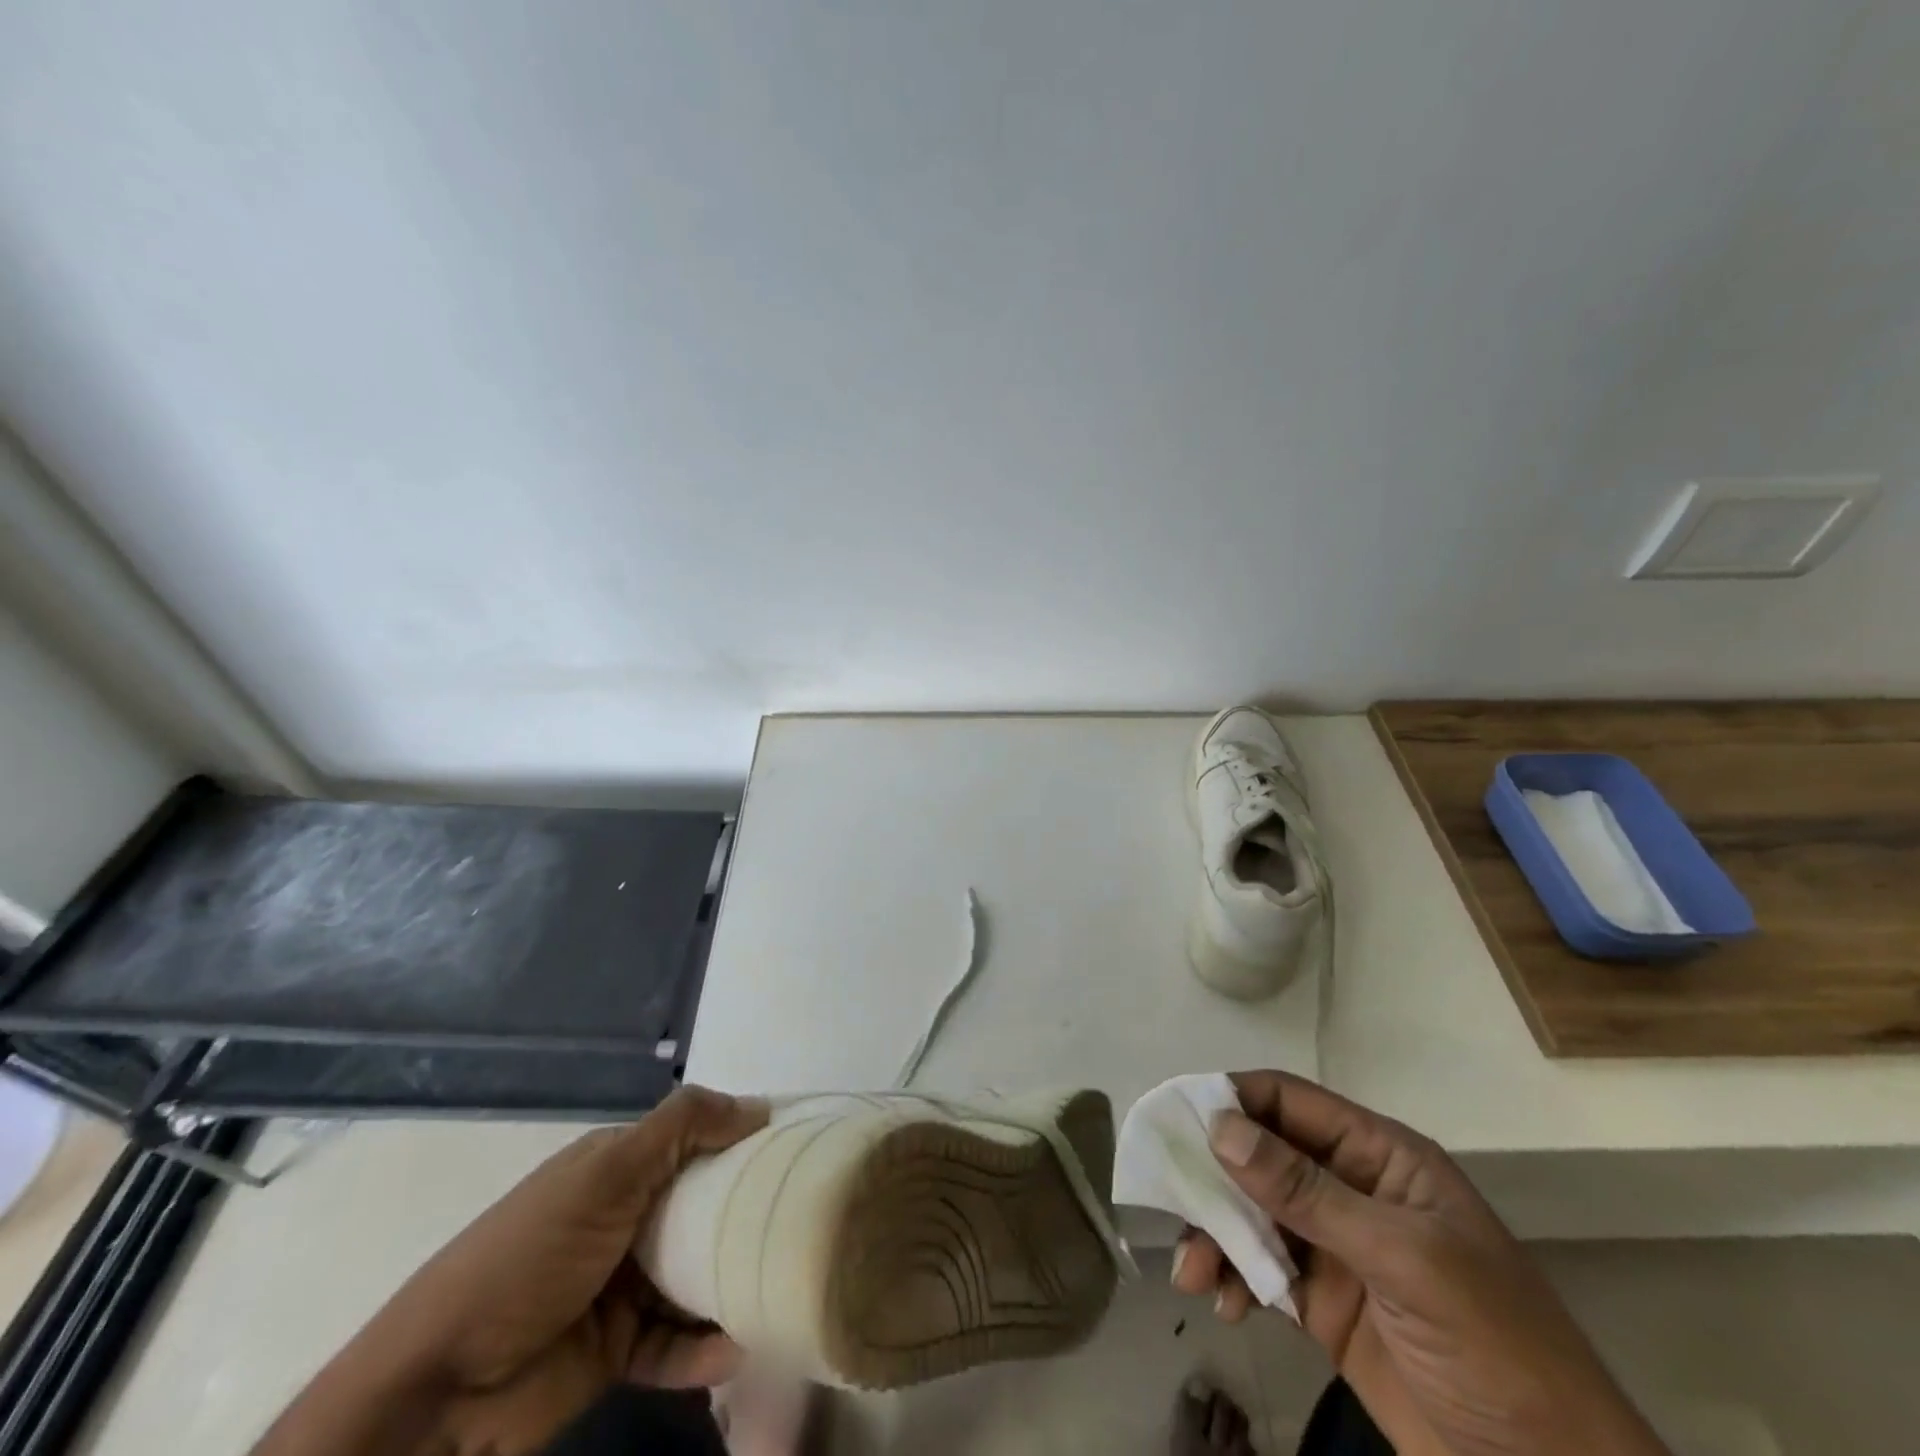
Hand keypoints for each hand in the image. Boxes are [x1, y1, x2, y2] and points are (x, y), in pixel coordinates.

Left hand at [254, 1087, 766, 1455]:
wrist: (435, 1392)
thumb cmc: (530, 1256)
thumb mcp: (606, 1174)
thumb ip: (681, 1128)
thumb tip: (758, 1105)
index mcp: (622, 1166)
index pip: (699, 1140)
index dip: (747, 1141)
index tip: (802, 1151)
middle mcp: (628, 1216)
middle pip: (705, 1208)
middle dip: (748, 1216)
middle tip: (807, 1223)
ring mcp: (622, 1285)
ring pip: (697, 1277)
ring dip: (733, 1286)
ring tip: (783, 1290)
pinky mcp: (617, 1349)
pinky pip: (674, 1343)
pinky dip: (703, 1349)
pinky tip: (737, 1349)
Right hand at [1172, 1071, 1667, 1455]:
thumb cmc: (1496, 1348)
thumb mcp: (1404, 1260)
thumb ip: (1308, 1192)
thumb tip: (1220, 1127)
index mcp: (1378, 1156)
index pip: (1289, 1102)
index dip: (1232, 1100)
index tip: (1177, 1119)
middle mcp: (1350, 1188)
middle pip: (1260, 1155)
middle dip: (1212, 1175)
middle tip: (1169, 1198)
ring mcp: (1334, 1246)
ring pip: (1251, 1212)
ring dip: (1215, 1233)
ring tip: (1192, 1272)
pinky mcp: (1323, 1303)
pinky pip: (1260, 1269)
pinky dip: (1234, 1278)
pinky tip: (1225, 1303)